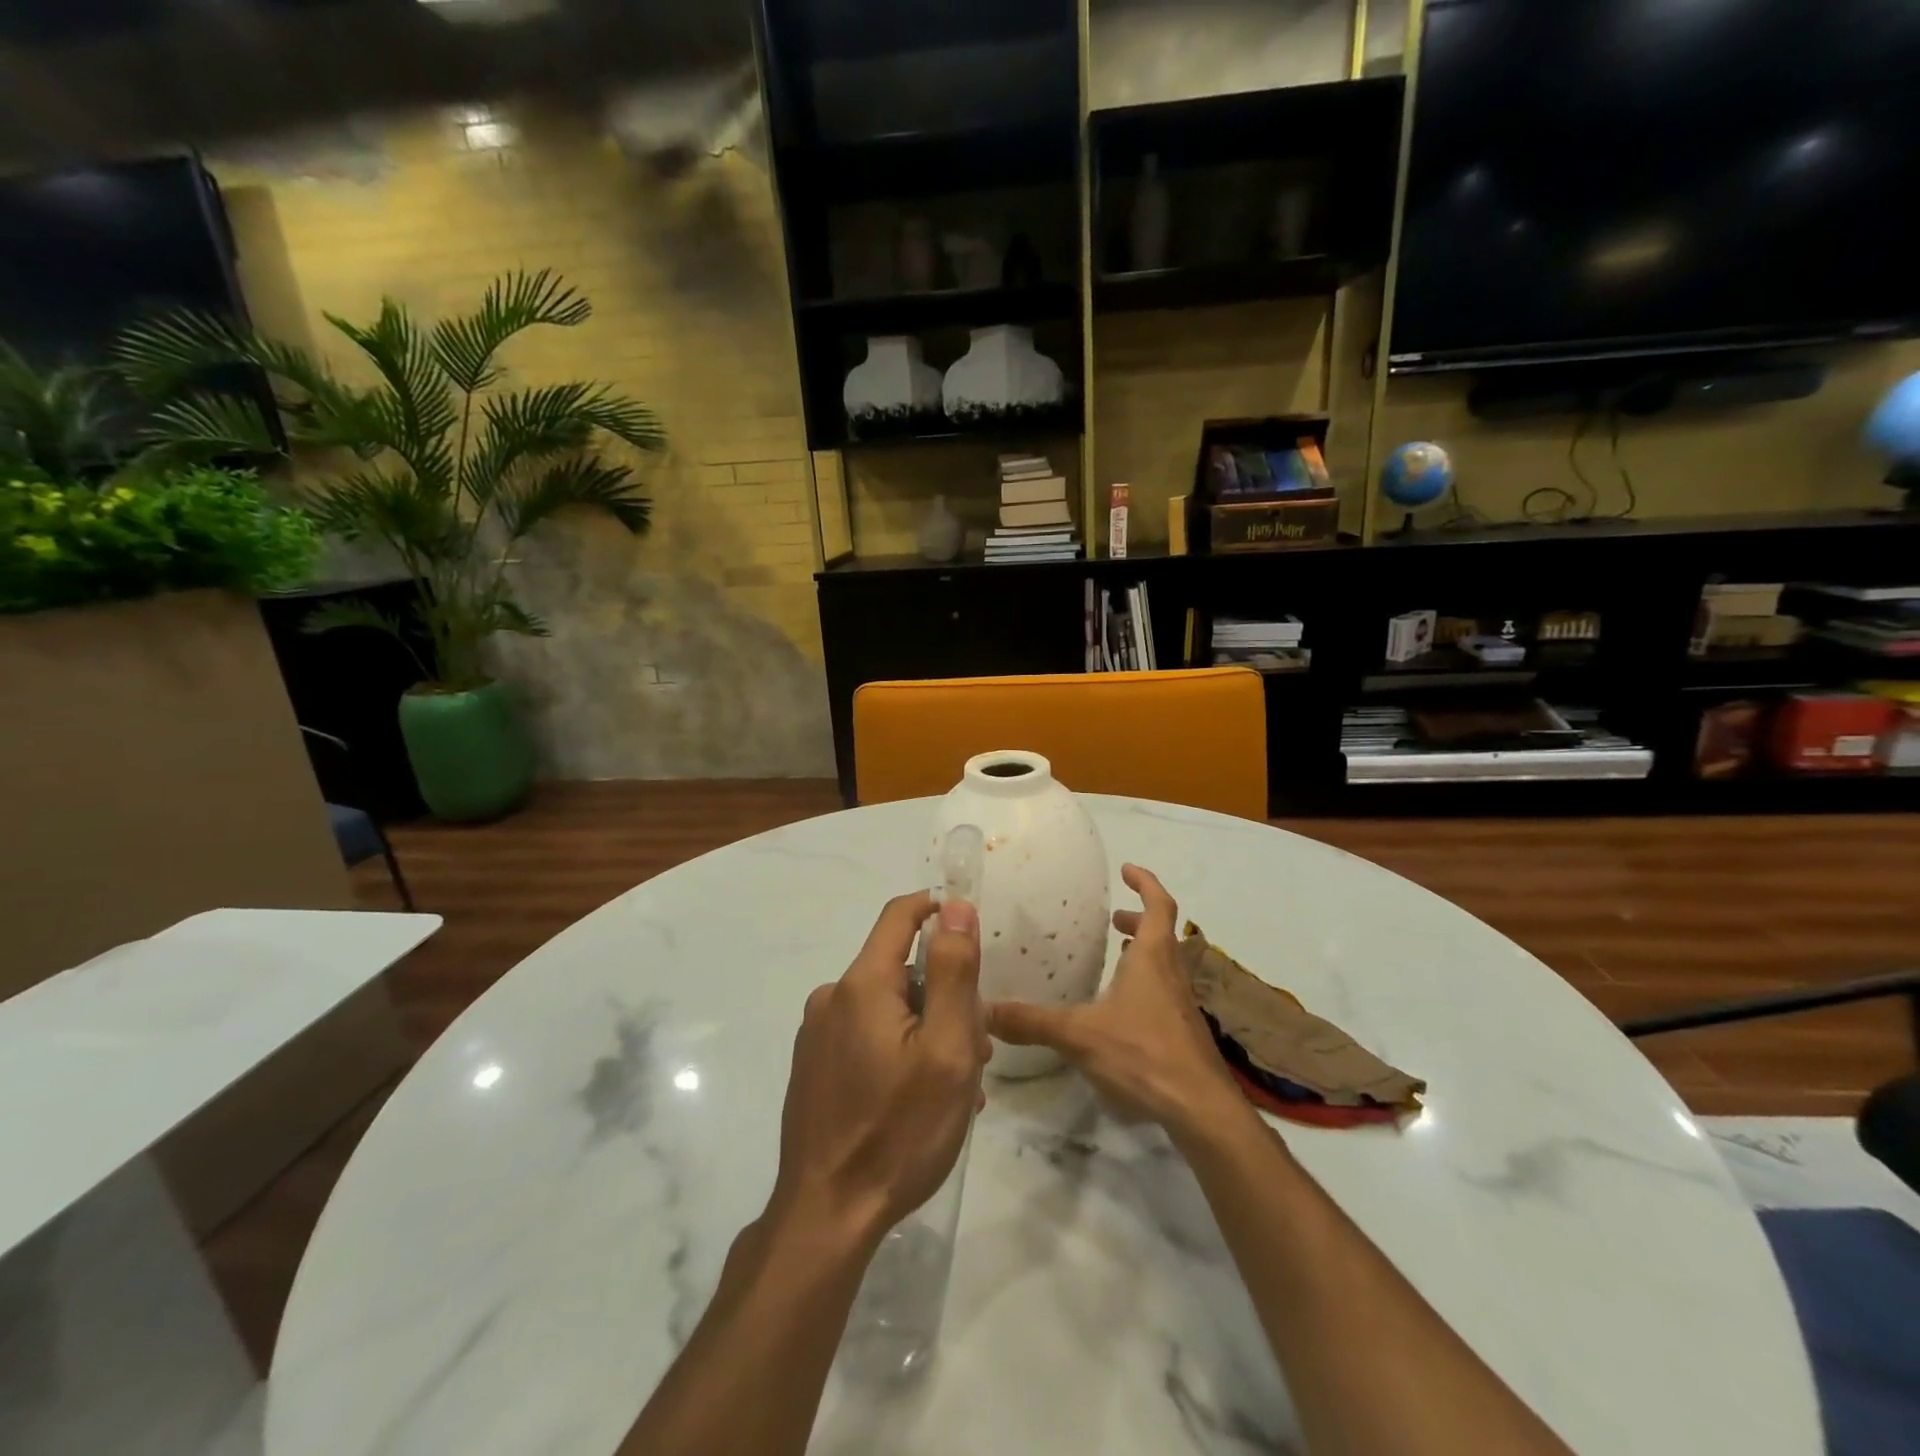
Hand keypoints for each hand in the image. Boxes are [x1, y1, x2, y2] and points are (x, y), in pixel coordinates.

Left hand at [768, 893, 989, 1247]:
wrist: (826, 1216)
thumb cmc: (899, 1131)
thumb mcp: (946, 1049)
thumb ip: (952, 972)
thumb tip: (954, 906)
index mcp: (862, 984)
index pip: (900, 914)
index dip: (939, 911)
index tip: (972, 941)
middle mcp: (832, 997)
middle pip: (899, 969)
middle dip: (943, 995)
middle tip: (976, 1049)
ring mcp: (817, 1034)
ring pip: (887, 1007)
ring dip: (926, 1030)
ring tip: (955, 1086)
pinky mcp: (813, 1066)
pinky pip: (866, 1036)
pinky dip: (899, 1051)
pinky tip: (918, 1099)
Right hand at [986, 864, 1247, 1142]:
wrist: (1201, 1109)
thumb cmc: (1143, 1053)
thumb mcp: (1079, 1034)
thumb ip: (1032, 1022)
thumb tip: (985, 1010)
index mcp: (1153, 958)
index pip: (1158, 904)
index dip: (1145, 882)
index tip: (1126, 869)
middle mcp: (1172, 974)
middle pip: (1163, 933)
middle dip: (1139, 919)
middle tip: (1114, 919)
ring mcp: (1182, 1005)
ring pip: (1166, 964)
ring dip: (1145, 952)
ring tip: (1118, 956)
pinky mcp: (1183, 1033)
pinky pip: (1165, 992)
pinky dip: (1146, 984)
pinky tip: (1123, 1009)